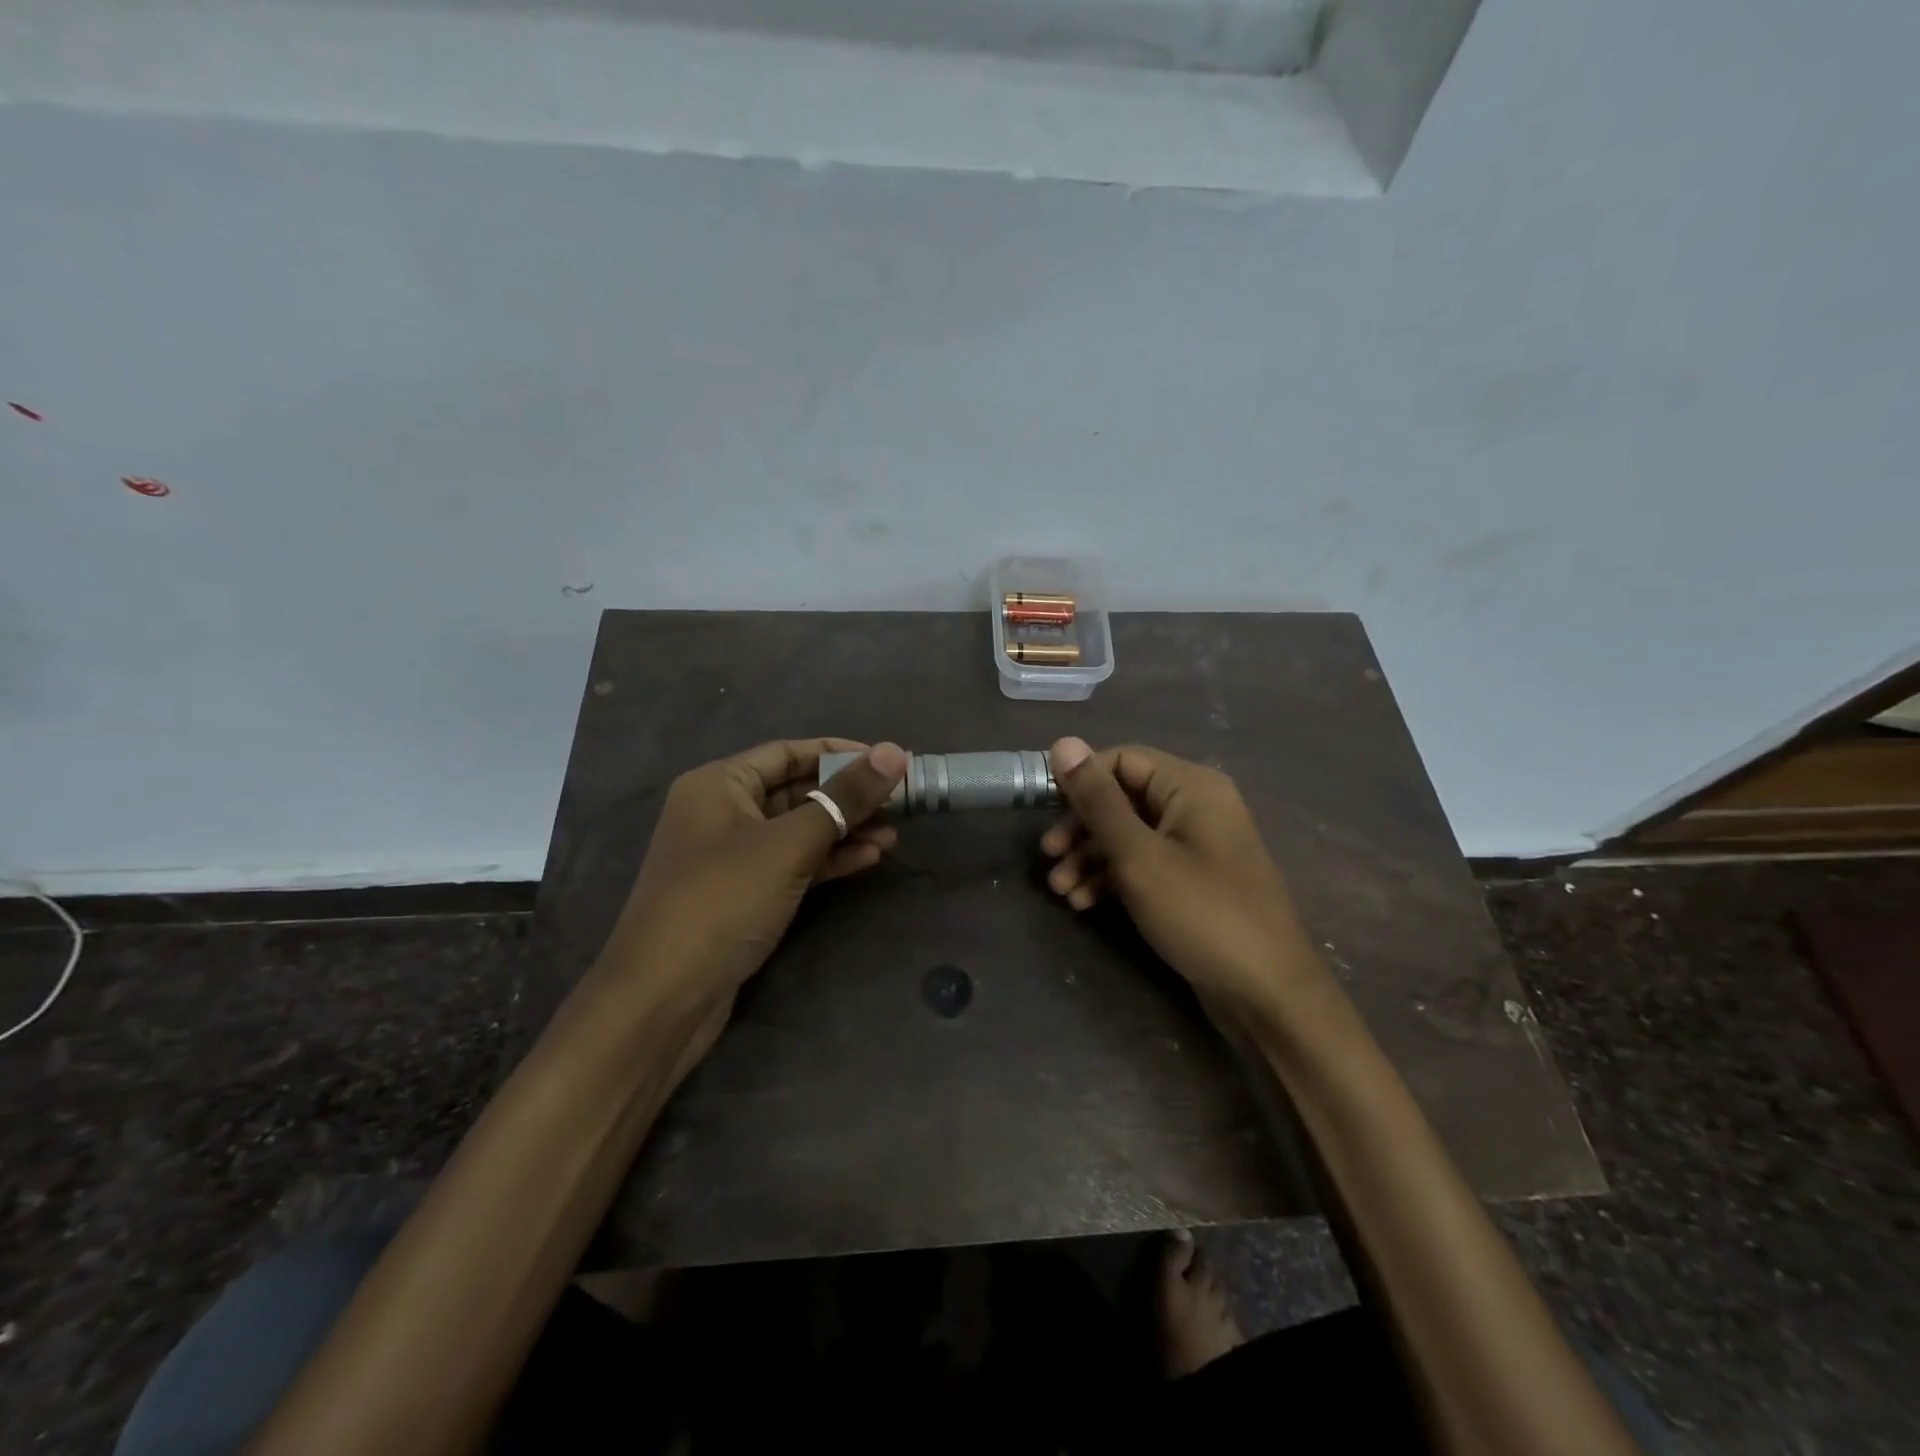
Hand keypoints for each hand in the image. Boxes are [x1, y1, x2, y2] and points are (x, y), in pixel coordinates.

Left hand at [598, 738, 908, 1018]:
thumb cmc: (722, 901)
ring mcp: (732, 857)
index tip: (889, 761)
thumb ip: (844, 798)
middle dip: (847, 797)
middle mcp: (722, 812)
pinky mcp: (744, 895)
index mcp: (719, 784)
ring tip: (894, 835)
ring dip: (844, 830)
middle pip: (796, 790)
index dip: (840, 754)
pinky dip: (828, 859)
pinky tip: (867, 859)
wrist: (663, 999)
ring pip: (798, 830)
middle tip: (900, 802)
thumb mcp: (788, 844)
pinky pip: (793, 864)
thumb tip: (894, 752)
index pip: (789, 752)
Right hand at [1040, 738, 1327, 1017]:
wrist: (1268, 994)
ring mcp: (1197, 845)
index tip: (1043, 812)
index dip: (1079, 781)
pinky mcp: (1193, 880)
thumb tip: (1063, 742)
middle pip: (1123, 798)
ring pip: (1130, 835)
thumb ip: (1098, 801)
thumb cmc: (1202, 913)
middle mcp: (1196, 805)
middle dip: (1081, 827)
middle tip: (1049, 857)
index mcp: (1191, 786)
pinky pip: (1145, 863)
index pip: (1121, 759)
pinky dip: (1113, 877)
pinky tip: (1084, 903)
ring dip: (1091, 857)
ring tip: (1060, 891)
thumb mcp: (1139, 856)